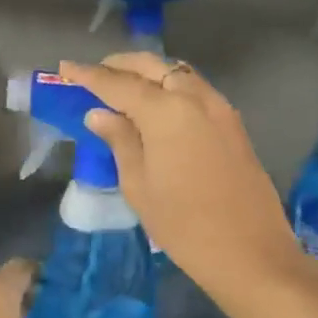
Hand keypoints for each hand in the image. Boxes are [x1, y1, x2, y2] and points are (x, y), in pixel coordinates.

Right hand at [59, 54, 299, 296]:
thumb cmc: (184, 225)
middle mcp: (194, 97)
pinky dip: (172, 84)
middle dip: (121, 64)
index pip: (118, 83)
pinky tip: (159, 102)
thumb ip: (120, 141)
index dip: (89, 75)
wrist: (251, 253)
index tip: (66, 66)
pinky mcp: (233, 123)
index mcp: (166, 111)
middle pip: (152, 66)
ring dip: (149, 71)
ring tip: (124, 84)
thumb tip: (100, 114)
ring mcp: (219, 108)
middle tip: (95, 72)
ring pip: (178, 72)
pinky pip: (196, 88)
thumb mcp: (139, 185)